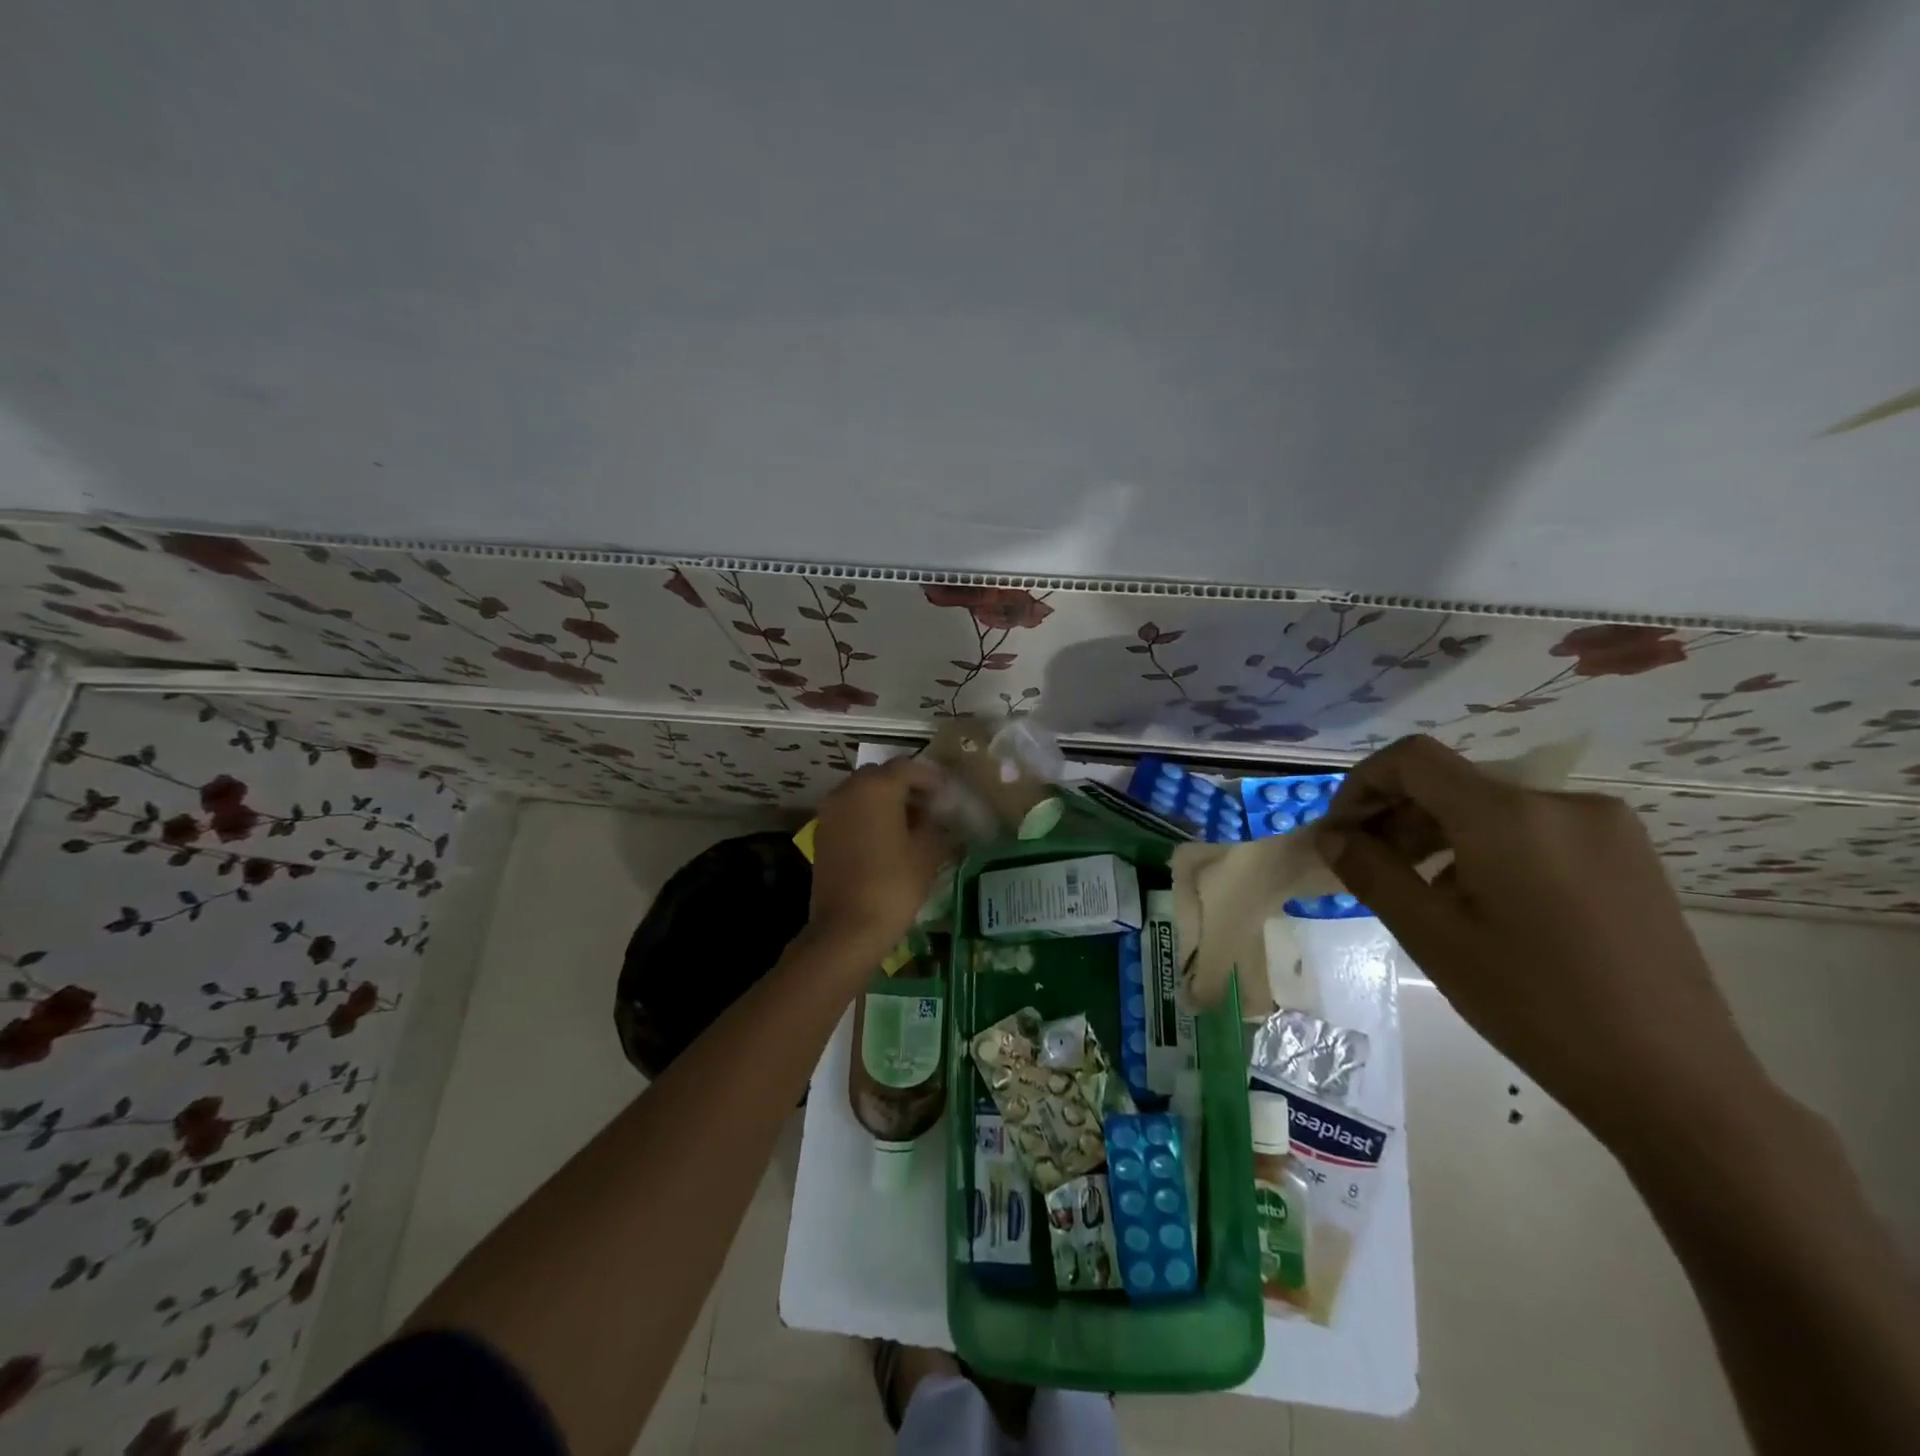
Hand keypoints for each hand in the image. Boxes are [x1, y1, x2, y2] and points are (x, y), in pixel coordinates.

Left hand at [806, 758, 951, 962]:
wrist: (846, 928)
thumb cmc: (893, 885)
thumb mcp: (927, 853)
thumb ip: (935, 824)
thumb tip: (936, 816)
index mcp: (876, 787)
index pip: (908, 767)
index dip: (931, 778)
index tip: (948, 793)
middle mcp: (848, 790)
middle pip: (882, 776)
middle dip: (907, 786)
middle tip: (930, 805)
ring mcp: (831, 812)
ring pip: (863, 793)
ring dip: (886, 801)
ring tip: (912, 823)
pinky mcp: (823, 834)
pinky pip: (850, 812)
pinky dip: (869, 816)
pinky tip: (888, 838)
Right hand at [1320, 736, 1764, 1146]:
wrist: (1675, 1080)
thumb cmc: (1533, 1004)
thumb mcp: (1431, 936)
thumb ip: (1371, 872)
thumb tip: (1332, 837)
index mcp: (1509, 814)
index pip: (1413, 759)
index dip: (1363, 784)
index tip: (1340, 832)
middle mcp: (1561, 802)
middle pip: (1452, 783)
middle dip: (1397, 816)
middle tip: (1369, 867)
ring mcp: (1605, 827)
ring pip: (1492, 807)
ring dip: (1439, 835)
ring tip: (1420, 891)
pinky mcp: (1628, 855)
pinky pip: (1534, 829)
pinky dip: (1486, 848)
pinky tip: (1479, 902)